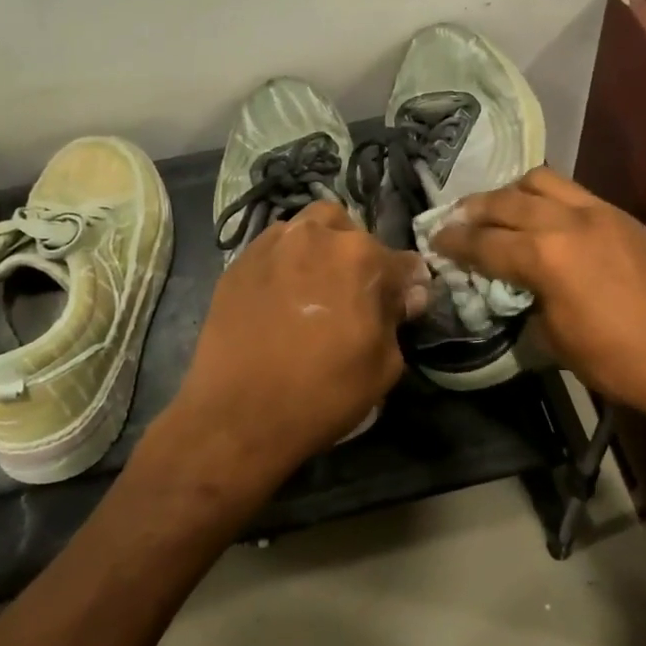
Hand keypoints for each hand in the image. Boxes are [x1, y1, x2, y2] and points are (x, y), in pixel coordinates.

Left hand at [151, 201, 429, 504]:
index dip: (407, 287)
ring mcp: (272, 244)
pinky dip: (286, 262)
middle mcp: (317, 236)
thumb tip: (407, 295)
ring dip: (321, 249)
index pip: (402, 263)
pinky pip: (274, 248)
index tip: (402, 306)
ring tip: (316, 287)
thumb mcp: (383, 366)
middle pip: (352, 234)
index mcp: (361, 257)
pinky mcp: (238, 262)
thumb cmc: (323, 393)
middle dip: (361, 259)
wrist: (238, 416)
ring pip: (309, 229)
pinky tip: (282, 296)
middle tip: (354, 296)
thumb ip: (396, 319)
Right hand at [432, 168, 645, 433]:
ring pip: (541, 180)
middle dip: (474, 210)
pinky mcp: (621, 216)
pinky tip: (541, 216)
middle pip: (505, 201)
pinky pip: (573, 192)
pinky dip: (546, 197)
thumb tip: (511, 284)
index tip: (435, 240)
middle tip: (456, 220)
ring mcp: (598, 212)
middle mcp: (566, 221)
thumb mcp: (554, 339)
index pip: (484, 242)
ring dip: (511, 192)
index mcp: (544, 256)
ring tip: (498, 209)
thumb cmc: (617, 361)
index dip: (453, 242)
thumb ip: (525, 299)